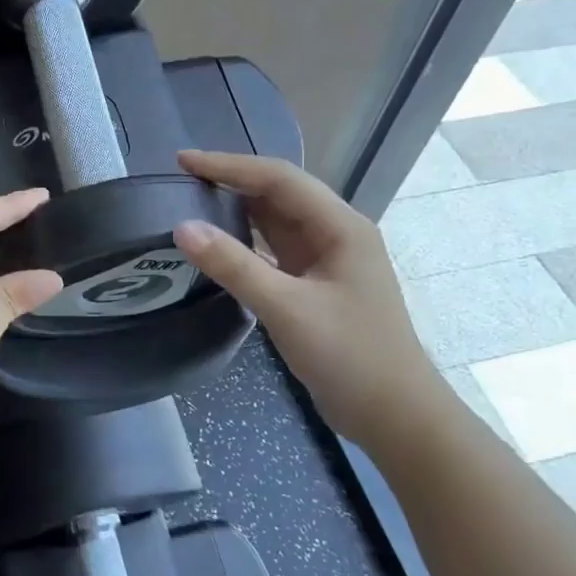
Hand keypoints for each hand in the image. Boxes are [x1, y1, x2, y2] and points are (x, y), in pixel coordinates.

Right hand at [172, 151, 446, 449]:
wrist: (394, 414)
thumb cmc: (350, 357)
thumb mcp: (288, 308)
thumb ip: (234, 266)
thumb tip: (182, 228)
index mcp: (341, 226)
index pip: (279, 179)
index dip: (229, 165)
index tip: (182, 161)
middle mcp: (336, 233)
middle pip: (278, 193)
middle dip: (232, 181)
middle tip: (181, 180)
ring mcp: (327, 260)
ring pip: (276, 220)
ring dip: (237, 208)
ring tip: (192, 201)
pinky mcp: (316, 284)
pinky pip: (275, 249)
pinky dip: (245, 241)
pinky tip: (218, 243)